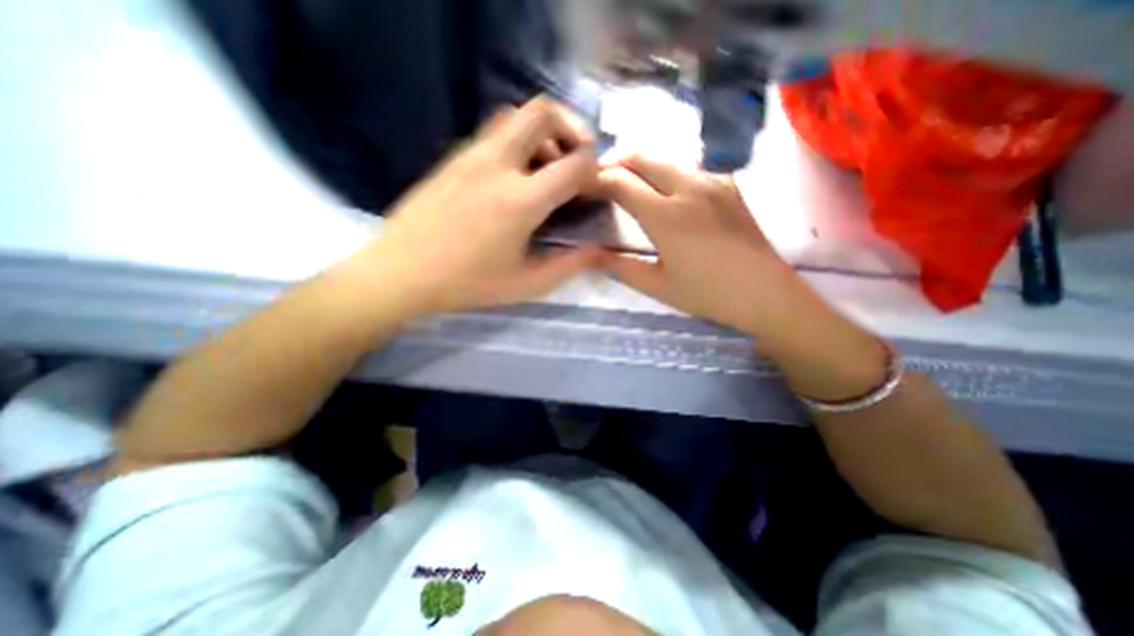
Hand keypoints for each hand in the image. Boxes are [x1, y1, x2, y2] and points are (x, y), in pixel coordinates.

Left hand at [370, 95, 600, 317]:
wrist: (400, 272)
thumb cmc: (467, 283)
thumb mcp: (526, 284)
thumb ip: (569, 265)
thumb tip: (600, 250)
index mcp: (520, 200)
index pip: (574, 164)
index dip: (595, 170)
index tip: (596, 186)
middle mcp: (497, 164)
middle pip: (542, 111)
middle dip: (572, 127)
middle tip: (577, 159)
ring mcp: (470, 155)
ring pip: (515, 115)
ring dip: (542, 132)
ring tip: (547, 167)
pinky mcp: (453, 157)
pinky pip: (494, 132)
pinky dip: (518, 141)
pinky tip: (515, 175)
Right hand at [598, 155, 810, 337]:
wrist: (765, 294)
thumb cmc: (707, 295)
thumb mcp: (656, 286)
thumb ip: (619, 266)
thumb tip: (588, 254)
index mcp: (666, 216)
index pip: (620, 182)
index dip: (595, 181)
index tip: (582, 188)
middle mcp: (688, 187)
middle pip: (641, 157)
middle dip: (614, 163)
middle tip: (600, 180)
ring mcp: (713, 181)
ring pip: (665, 158)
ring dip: (641, 165)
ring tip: (628, 183)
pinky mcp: (728, 184)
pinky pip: (690, 166)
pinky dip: (668, 171)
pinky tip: (666, 190)